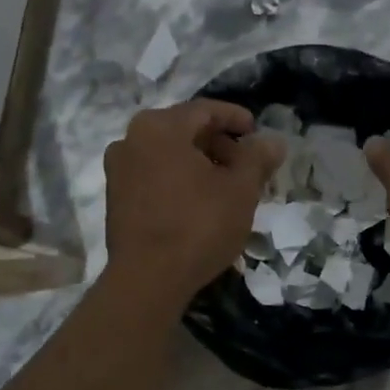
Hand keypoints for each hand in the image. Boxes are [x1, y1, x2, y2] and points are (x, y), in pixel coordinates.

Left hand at [103, 100, 283, 307]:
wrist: (147, 280)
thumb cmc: (198, 226)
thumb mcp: (240, 190)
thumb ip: (257, 158)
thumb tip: (273, 142)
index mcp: (160, 127)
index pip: (205, 110)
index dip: (235, 118)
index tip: (256, 131)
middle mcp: (131, 139)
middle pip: (184, 130)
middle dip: (218, 143)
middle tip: (246, 164)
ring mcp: (118, 169)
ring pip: (167, 153)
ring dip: (199, 162)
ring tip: (226, 185)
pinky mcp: (115, 197)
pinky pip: (153, 174)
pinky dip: (178, 178)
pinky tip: (199, 201)